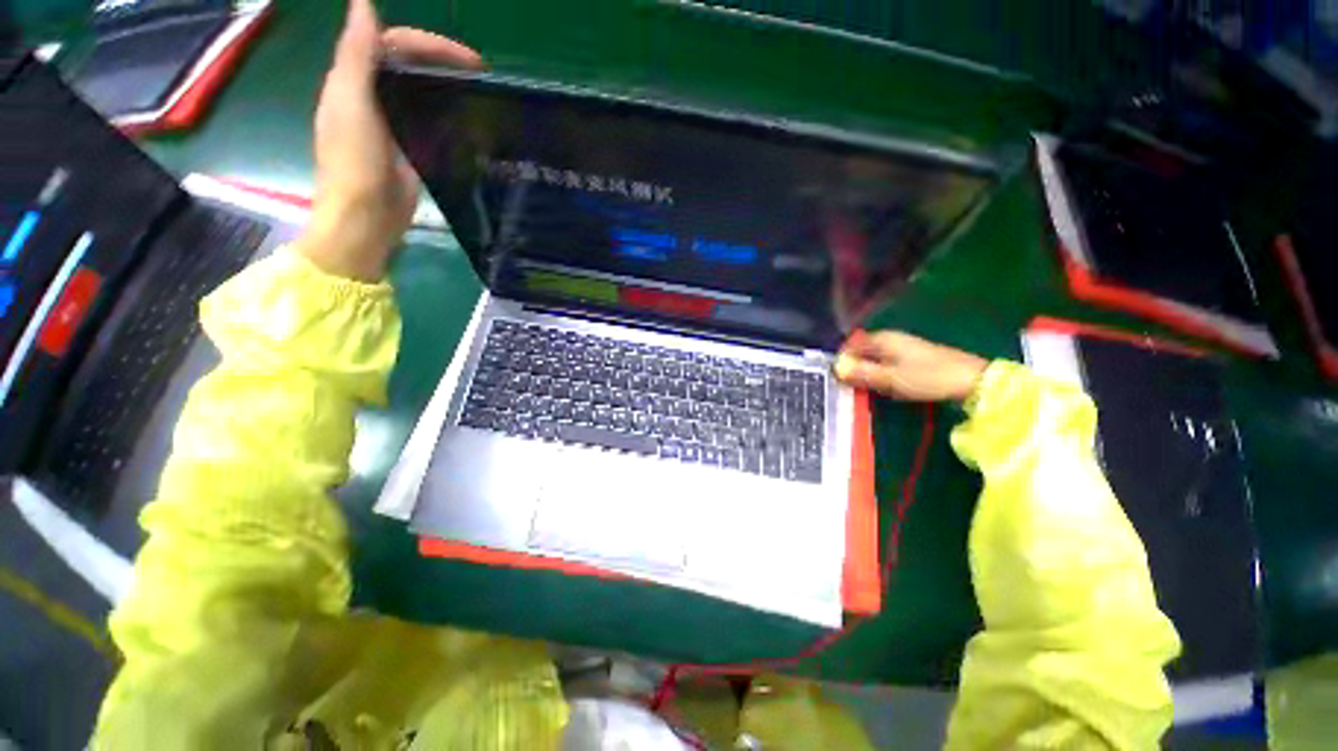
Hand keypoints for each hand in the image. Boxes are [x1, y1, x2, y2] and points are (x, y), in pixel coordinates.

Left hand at [296, 0, 482, 280]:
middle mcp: (370, 96)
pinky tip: (465, 119)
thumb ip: (356, 54)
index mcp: (353, 80)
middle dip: (441, 60)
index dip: (428, 43)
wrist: (365, 219)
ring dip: (445, 84)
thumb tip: (363, 2)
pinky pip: (427, 121)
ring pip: (418, 90)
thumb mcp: (351, 103)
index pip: (391, 43)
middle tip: (480, 73)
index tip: (469, 60)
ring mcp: (391, 124)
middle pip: (406, 63)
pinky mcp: (408, 149)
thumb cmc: (354, 162)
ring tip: (475, 91)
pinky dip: (445, 113)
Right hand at [833, 330, 987, 401]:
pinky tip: (885, 386)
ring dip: (866, 373)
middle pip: (860, 351)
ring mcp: (901, 347)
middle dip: (853, 367)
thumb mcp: (889, 378)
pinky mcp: (911, 357)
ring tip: (867, 389)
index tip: (838, 379)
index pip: (849, 344)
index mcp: (881, 339)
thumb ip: (860, 373)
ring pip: (872, 358)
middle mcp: (889, 338)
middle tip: (852, 387)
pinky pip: (885, 363)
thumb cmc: (927, 378)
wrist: (971, 380)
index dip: (841, 360)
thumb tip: (835, 368)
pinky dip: (880, 374)